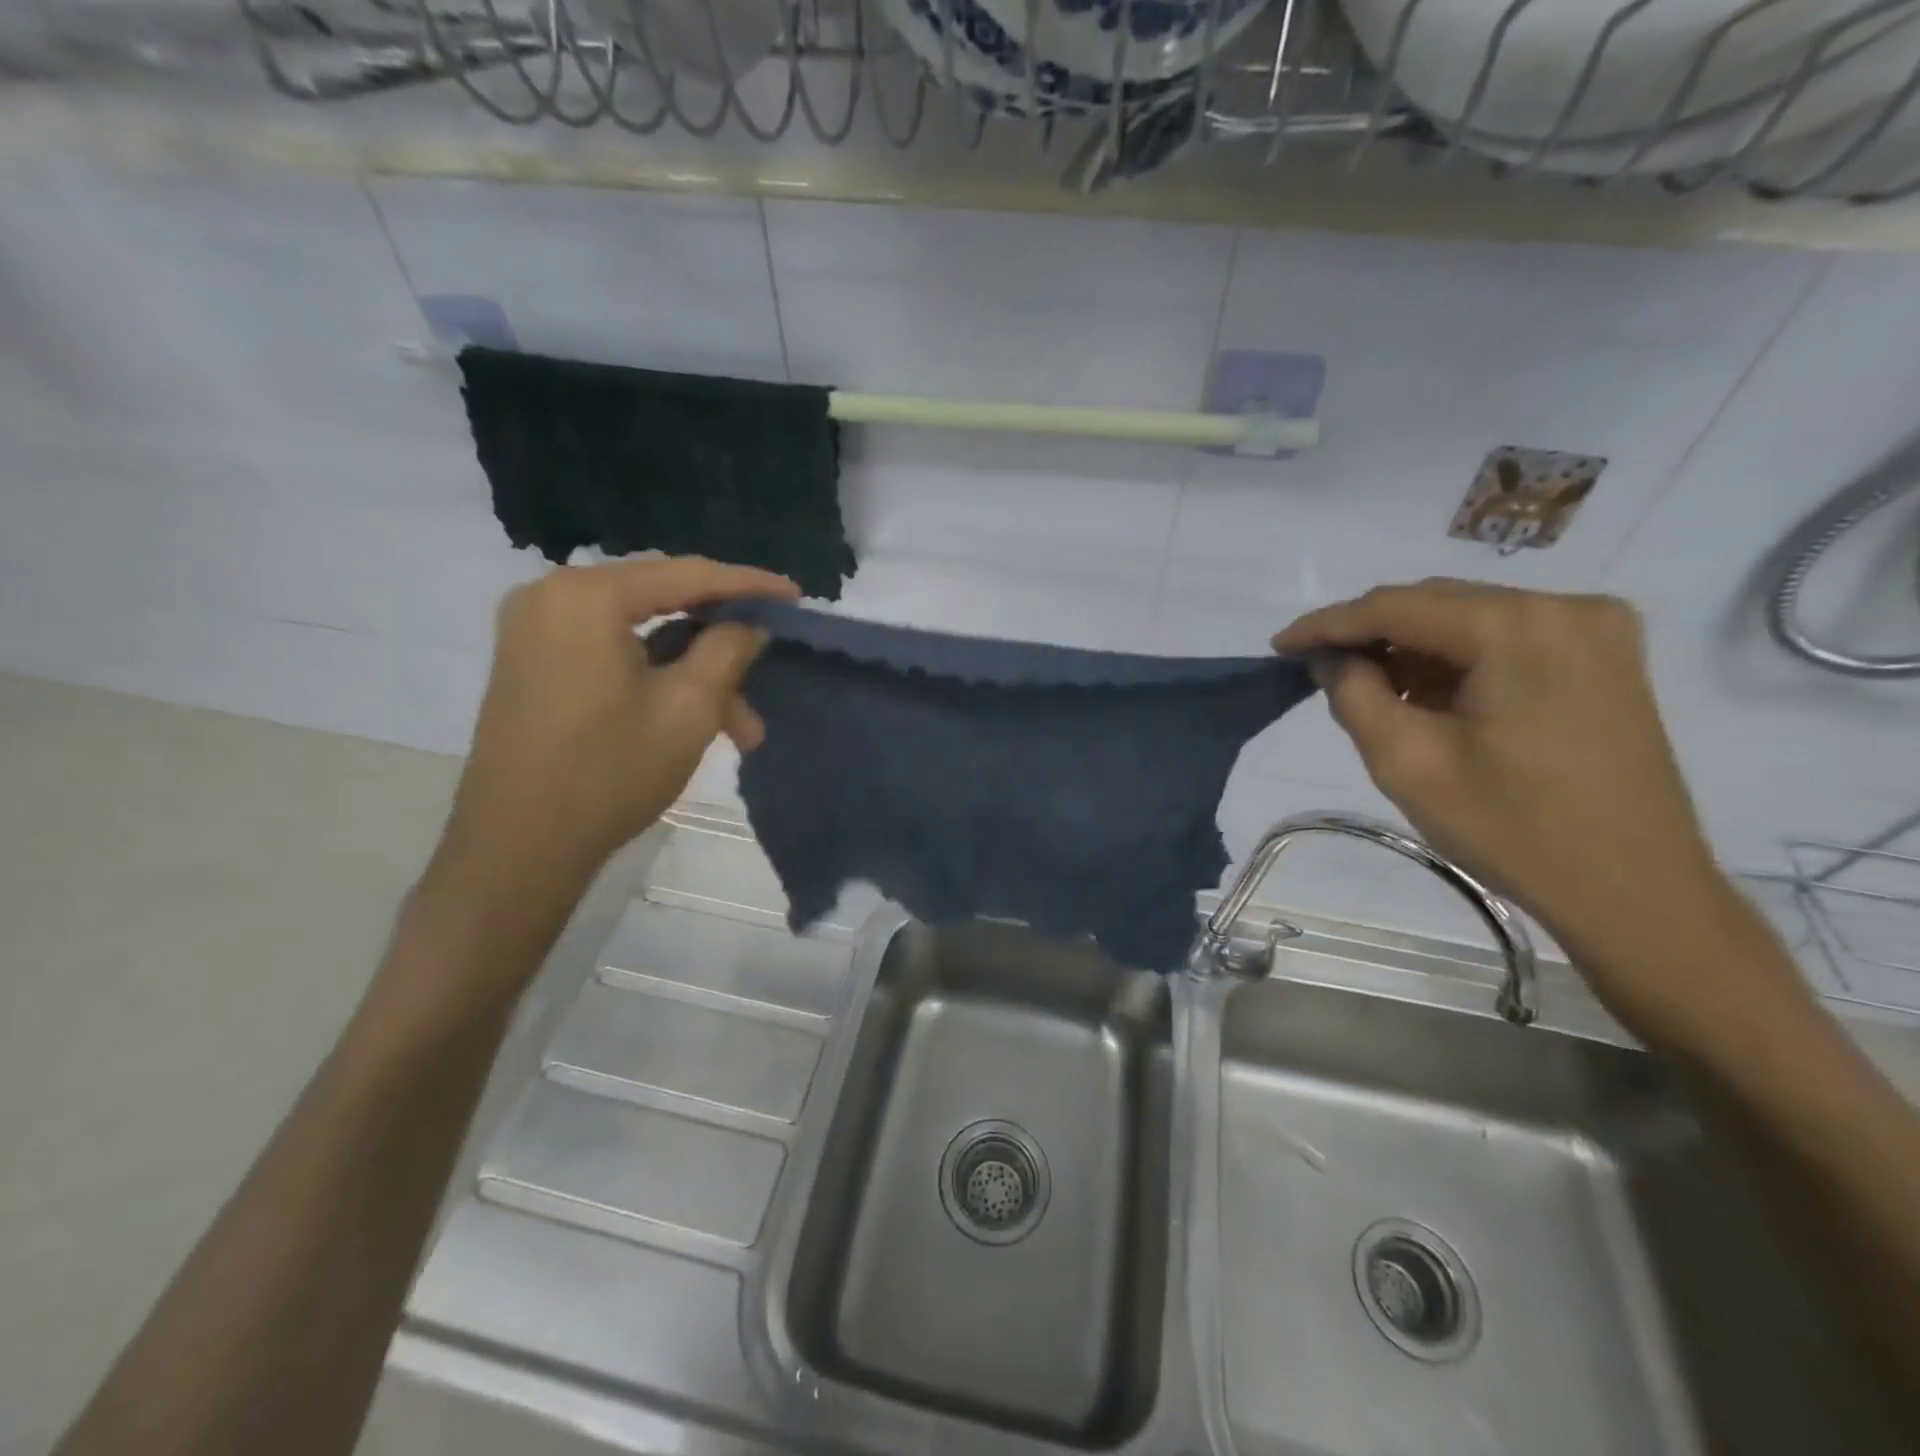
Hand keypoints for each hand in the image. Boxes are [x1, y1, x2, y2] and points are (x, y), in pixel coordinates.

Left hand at [436, 556, 797, 897]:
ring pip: (642, 636)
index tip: (796, 596)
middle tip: (767, 678)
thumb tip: (751, 624)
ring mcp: (536, 631)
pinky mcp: (533, 664)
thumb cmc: (609, 773)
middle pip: (662, 603)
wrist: (518, 849)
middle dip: (722, 646)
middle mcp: (552, 596)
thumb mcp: (689, 709)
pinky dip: (658, 679)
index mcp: (586, 595)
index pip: (686, 574)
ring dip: (695, 675)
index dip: (749, 585)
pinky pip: (613, 653)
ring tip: (739, 731)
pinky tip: (692, 717)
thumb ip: (728, 650)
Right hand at [1274, 580, 1803, 1041]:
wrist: (1635, 891)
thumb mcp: (1407, 763)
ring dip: (1411, 648)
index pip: (1397, 605)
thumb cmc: (1513, 830)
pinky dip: (1454, 659)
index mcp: (1517, 627)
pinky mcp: (1604, 657)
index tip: (1280, 646)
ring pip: (1468, 617)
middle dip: (1370, 632)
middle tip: (1317, 669)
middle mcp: (1564, 607)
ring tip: (1367, 687)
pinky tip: (1426, 694)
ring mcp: (1594, 628)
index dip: (1329, 624)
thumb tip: (1333, 659)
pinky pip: (1504, 638)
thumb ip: (1354, 695)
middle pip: (1436, 602)